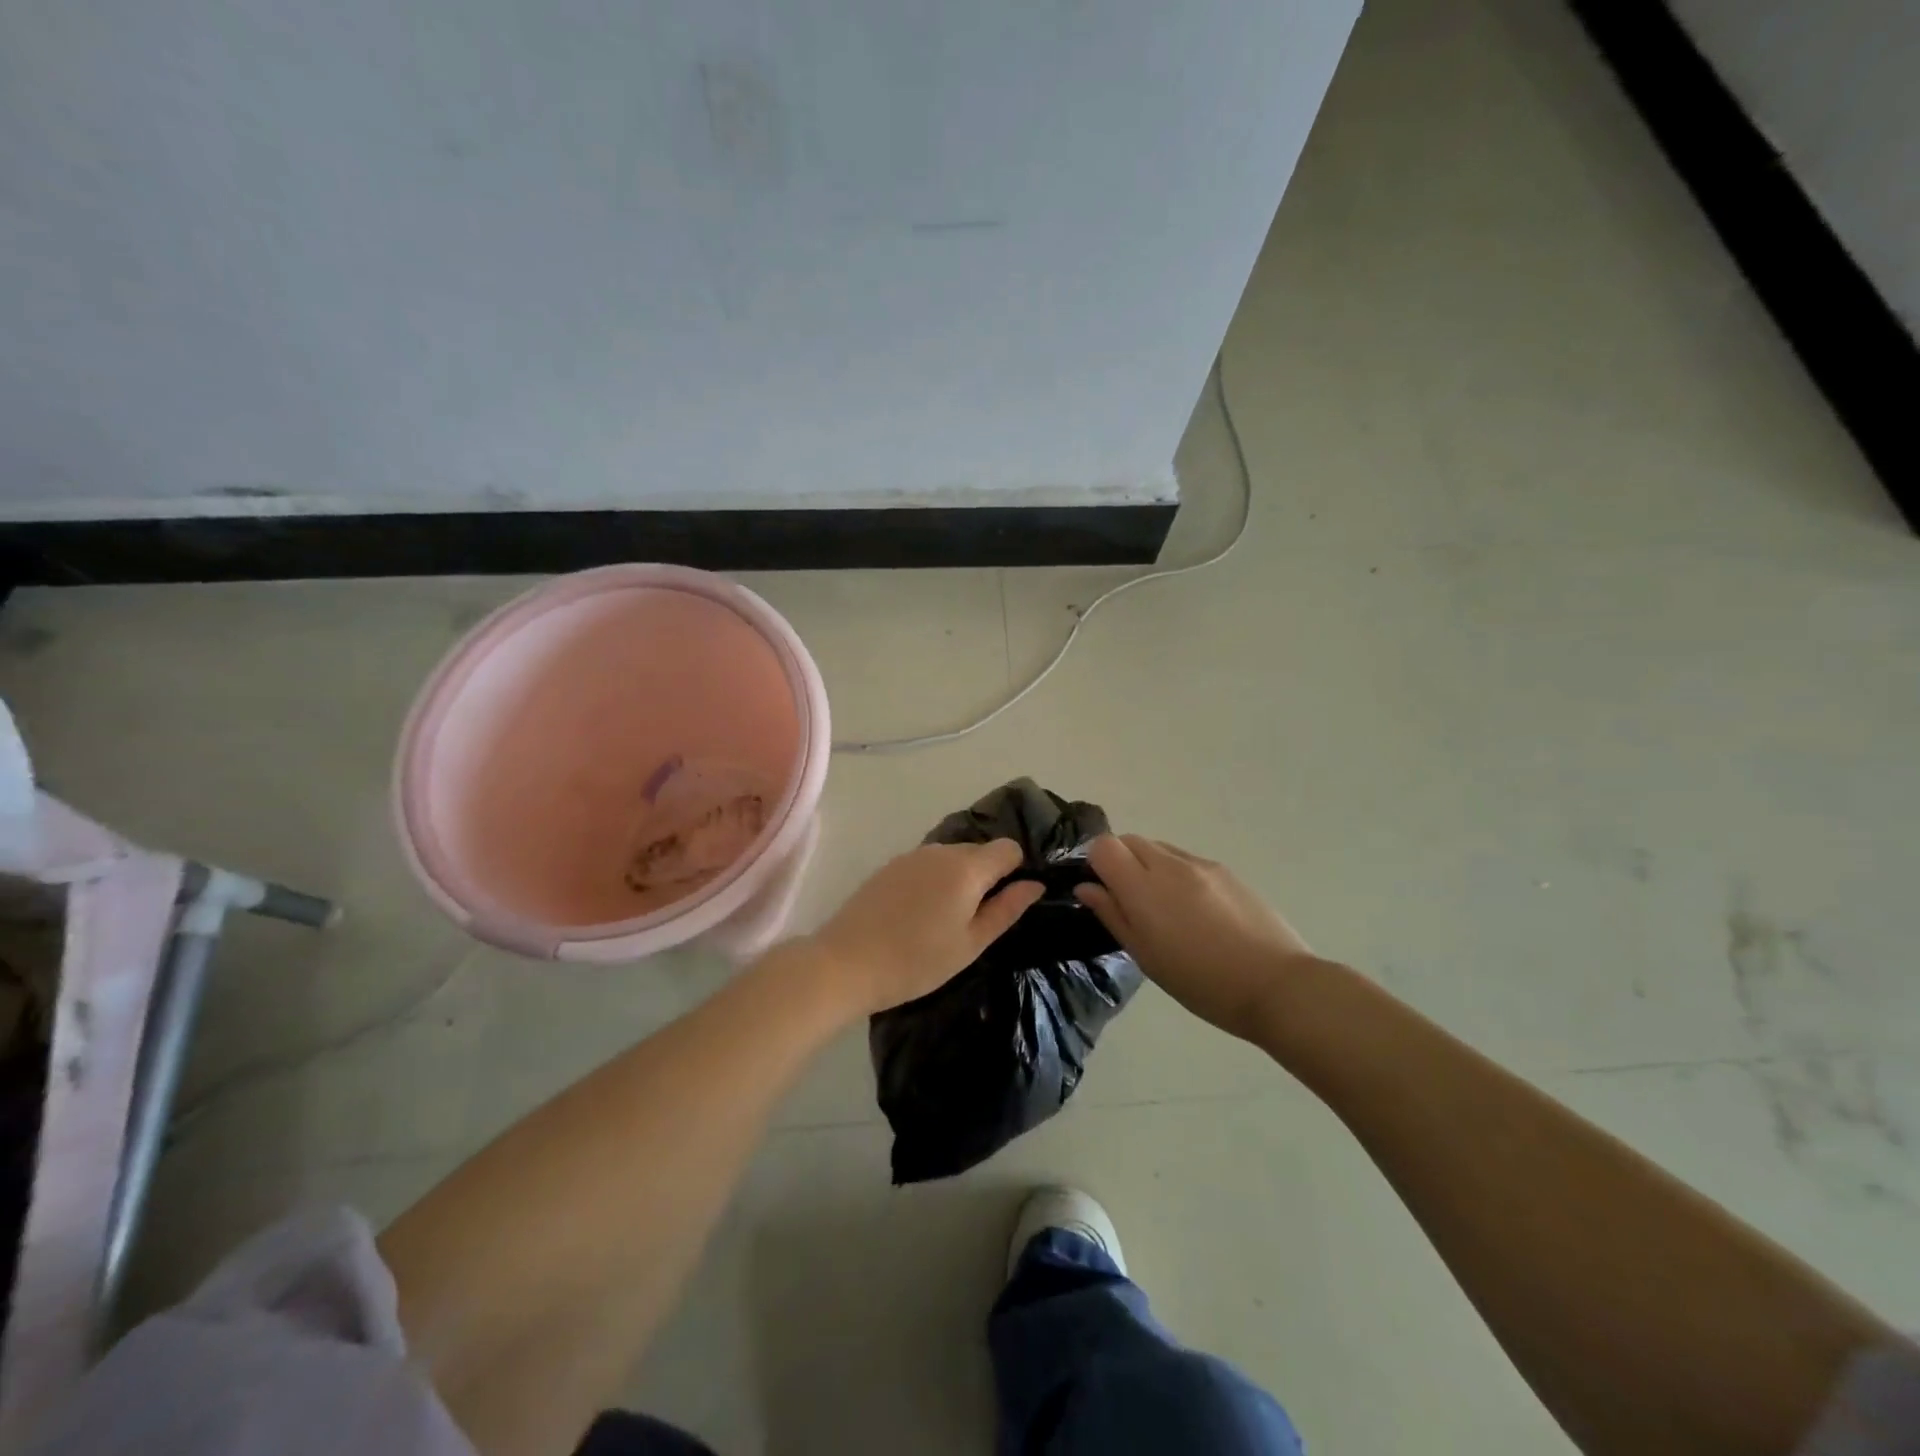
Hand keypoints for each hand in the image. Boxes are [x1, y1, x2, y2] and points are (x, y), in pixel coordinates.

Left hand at [806, 841, 1044, 1014]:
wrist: (846, 962)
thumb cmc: (916, 961)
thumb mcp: (970, 944)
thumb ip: (1006, 909)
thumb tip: (1035, 884)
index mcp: (967, 867)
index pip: (1008, 848)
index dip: (1016, 871)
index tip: (1007, 902)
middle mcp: (941, 850)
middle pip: (979, 851)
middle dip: (987, 877)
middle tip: (977, 920)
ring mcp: (912, 855)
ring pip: (952, 857)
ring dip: (959, 879)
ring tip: (945, 921)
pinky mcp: (890, 866)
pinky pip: (927, 865)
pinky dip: (934, 881)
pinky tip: (919, 915)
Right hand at [1075, 835, 1317, 1042]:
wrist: (1276, 985)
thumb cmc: (1201, 982)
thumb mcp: (1146, 957)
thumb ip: (1113, 915)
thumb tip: (1087, 887)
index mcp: (1143, 888)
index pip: (1104, 846)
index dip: (1097, 864)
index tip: (1104, 892)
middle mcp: (1169, 865)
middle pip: (1130, 840)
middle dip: (1121, 861)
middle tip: (1130, 901)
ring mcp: (1201, 864)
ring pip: (1159, 847)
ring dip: (1149, 866)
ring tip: (1165, 908)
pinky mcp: (1226, 870)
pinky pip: (1187, 860)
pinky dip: (1177, 873)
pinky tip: (1195, 911)